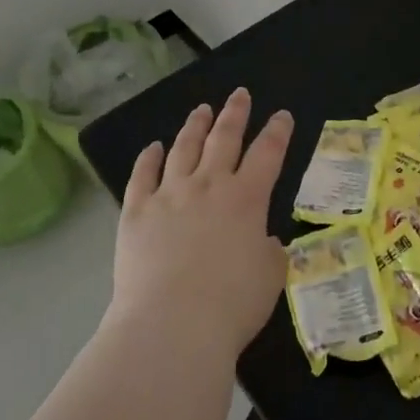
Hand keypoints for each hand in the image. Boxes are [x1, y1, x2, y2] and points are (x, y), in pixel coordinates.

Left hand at [108, 88, 292, 361]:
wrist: (171, 326)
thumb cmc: (231, 305)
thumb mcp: (270, 279)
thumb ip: (270, 253)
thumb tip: (264, 240)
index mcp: (246, 199)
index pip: (268, 153)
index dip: (277, 132)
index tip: (282, 115)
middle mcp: (209, 185)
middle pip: (224, 138)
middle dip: (235, 113)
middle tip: (239, 94)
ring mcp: (170, 194)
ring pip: (184, 148)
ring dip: (195, 126)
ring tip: (201, 110)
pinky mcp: (137, 211)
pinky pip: (143, 175)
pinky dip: (148, 158)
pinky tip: (153, 147)